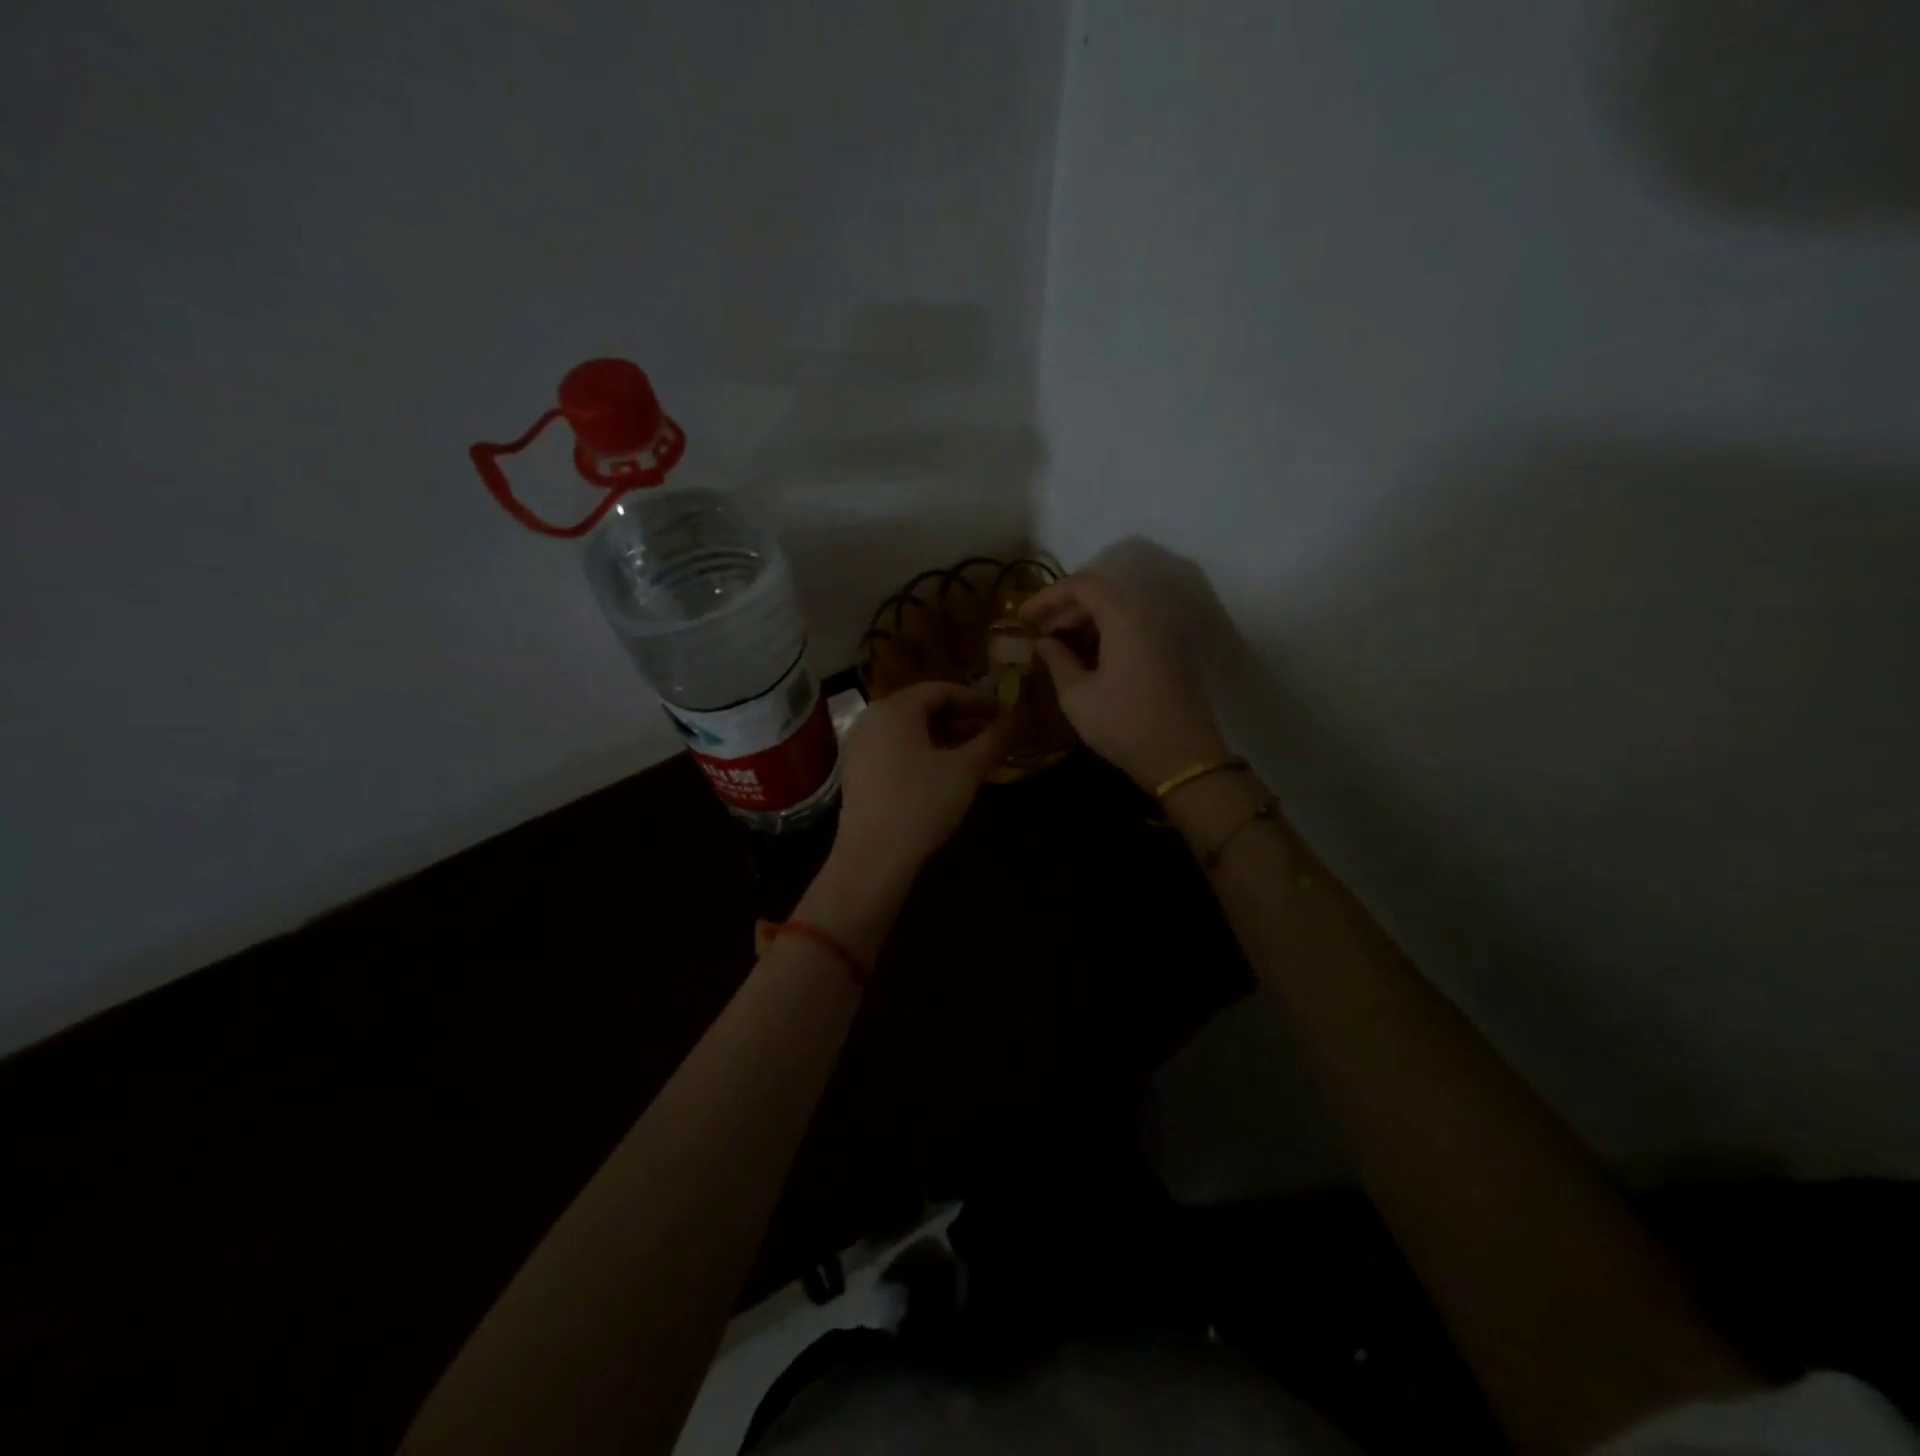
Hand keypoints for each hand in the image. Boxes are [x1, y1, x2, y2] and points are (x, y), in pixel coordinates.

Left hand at [835, 682, 1009, 873]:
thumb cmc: (922, 803)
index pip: (941, 690)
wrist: (873, 856)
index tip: (1002, 712)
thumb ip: (991, 741)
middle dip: (960, 718)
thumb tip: (1011, 722)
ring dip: (943, 736)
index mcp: (895, 708)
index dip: (975, 699)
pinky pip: (895, 749)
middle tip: (991, 732)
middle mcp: (872, 719)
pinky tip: (943, 772)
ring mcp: (859, 746)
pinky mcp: (856, 772)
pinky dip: (922, 751)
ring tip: (973, 752)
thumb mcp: (965, 770)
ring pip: (908, 730)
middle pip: (922, 708)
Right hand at [1021, 572, 1229, 790]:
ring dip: (1083, 624)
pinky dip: (1103, 635)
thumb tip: (1043, 642)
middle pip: (1101, 595)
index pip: (1082, 584)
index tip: (1022, 617)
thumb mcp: (1077, 696)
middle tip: (1035, 634)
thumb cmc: (1124, 725)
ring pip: (1116, 612)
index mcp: (1125, 617)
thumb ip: (1056, 660)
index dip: (1048, 596)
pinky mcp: (1169, 652)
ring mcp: (1163, 633)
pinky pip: (1131, 629)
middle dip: (1063, 610)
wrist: (1183, 759)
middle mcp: (1148, 614)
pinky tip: (1083, 659)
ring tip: (1054, 648)